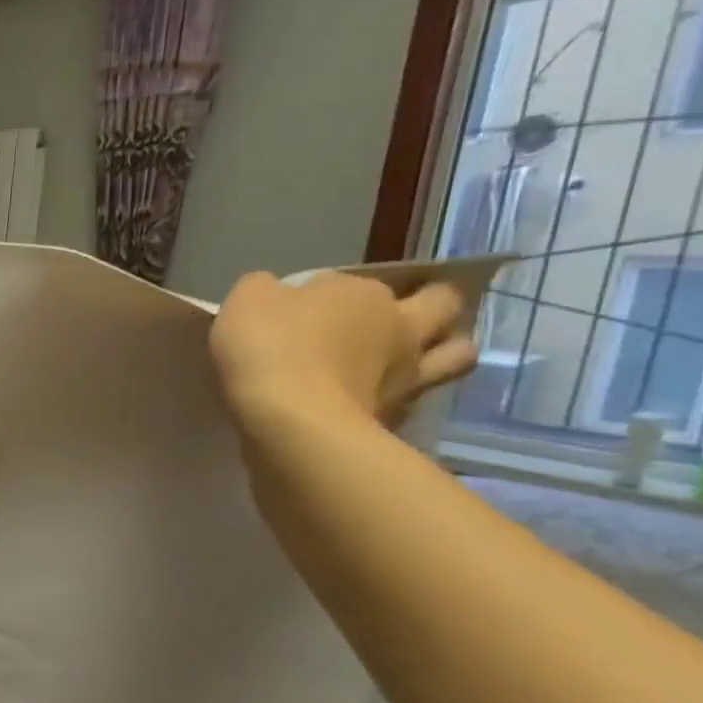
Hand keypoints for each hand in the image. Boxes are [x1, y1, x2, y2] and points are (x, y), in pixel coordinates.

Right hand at [210, 271, 478, 431]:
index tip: (299, 308)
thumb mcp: (246, 301)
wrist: (289, 422)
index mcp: (363, 294)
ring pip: (456, 355)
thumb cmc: (269, 349)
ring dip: (442, 350)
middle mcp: (400, 327)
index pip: (349, 281)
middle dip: (432, 302)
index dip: (327, 290)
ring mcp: (408, 375)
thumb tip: (276, 294)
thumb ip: (264, 289)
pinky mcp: (398, 418)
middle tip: (401, 313)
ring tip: (410, 358)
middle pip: (443, 303)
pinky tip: (377, 402)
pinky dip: (403, 397)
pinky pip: (416, 400)